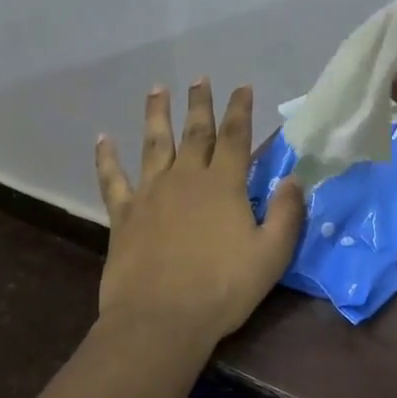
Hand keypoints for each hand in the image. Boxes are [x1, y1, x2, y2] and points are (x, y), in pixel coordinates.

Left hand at [94, 81, 305, 348]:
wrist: (161, 319)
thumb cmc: (222, 289)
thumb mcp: (271, 255)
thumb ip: (286, 213)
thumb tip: (294, 179)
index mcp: (224, 185)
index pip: (236, 137)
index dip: (240, 109)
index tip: (243, 87)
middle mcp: (186, 178)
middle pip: (195, 132)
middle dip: (200, 104)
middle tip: (200, 78)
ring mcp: (150, 193)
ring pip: (154, 144)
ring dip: (156, 114)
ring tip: (157, 89)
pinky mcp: (123, 214)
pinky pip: (112, 179)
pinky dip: (106, 158)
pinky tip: (102, 139)